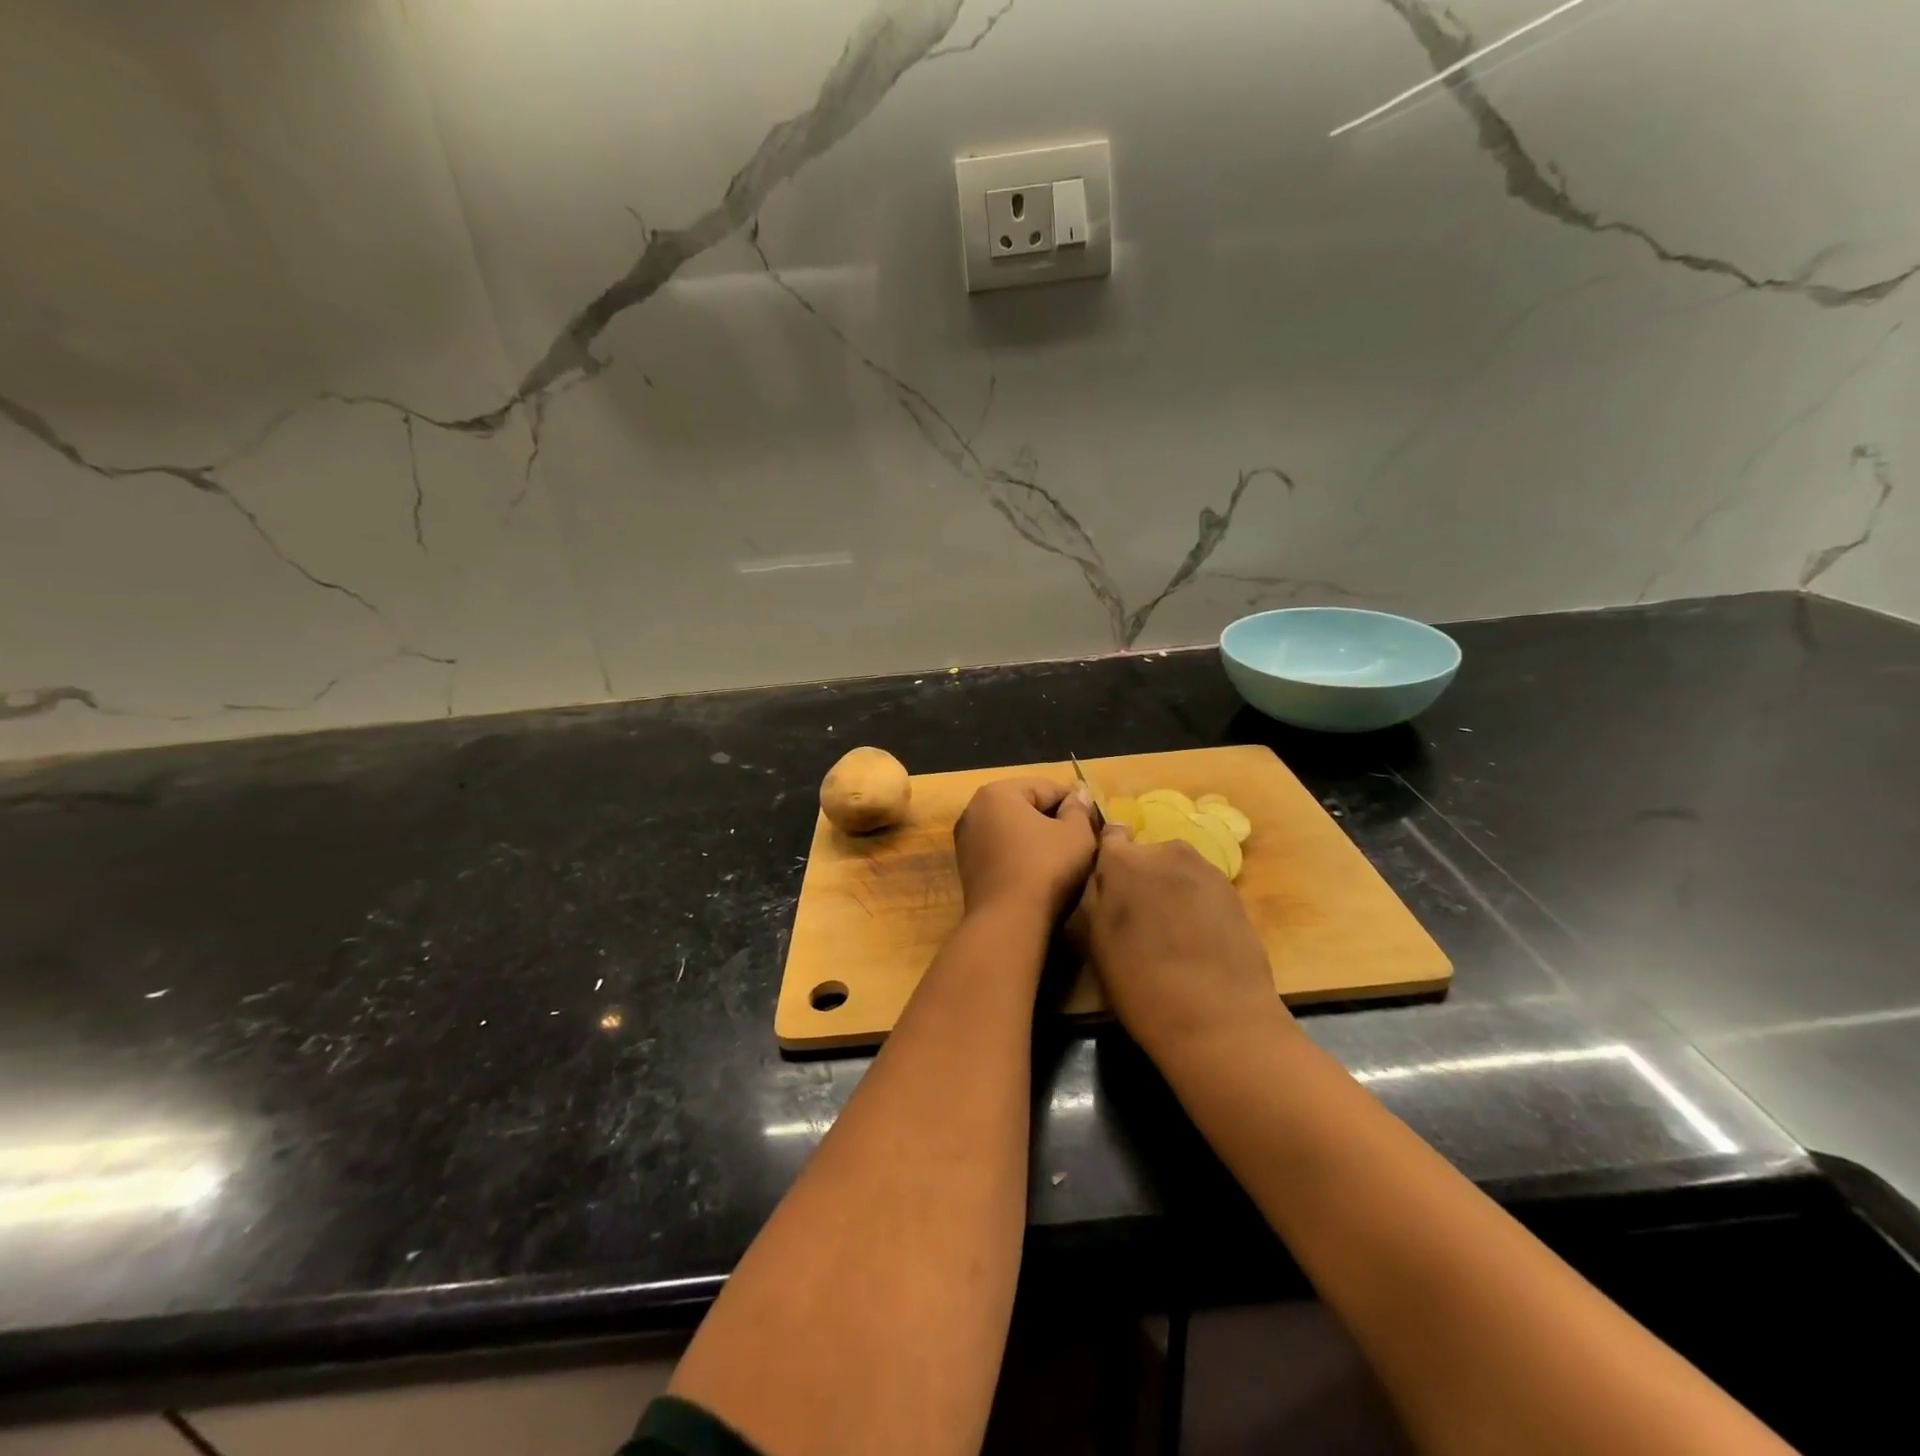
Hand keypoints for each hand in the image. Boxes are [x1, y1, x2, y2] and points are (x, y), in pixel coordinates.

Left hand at [953, 777, 1098, 920]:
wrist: (1008, 921)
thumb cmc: (1045, 867)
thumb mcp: (1076, 834)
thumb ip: (1079, 808)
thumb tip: (1079, 792)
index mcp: (997, 792)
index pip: (1047, 788)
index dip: (1076, 804)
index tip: (1094, 825)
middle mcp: (974, 809)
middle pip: (1026, 806)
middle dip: (1054, 820)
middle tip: (1081, 842)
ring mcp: (966, 839)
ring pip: (1013, 830)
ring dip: (1037, 838)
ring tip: (1063, 859)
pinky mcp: (966, 867)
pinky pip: (1001, 850)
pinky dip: (1020, 855)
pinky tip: (1039, 873)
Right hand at [1075, 826, 1289, 1059]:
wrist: (1219, 1018)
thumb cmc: (1141, 982)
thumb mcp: (1097, 939)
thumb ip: (1099, 895)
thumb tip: (1106, 874)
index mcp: (1124, 860)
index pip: (1110, 836)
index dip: (1108, 859)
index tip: (1108, 884)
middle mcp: (1166, 851)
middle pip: (1145, 855)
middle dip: (1140, 877)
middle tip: (1139, 920)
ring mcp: (1205, 868)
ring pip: (1176, 871)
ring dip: (1169, 890)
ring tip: (1170, 934)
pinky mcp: (1234, 891)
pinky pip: (1201, 888)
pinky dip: (1195, 905)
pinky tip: (1197, 941)